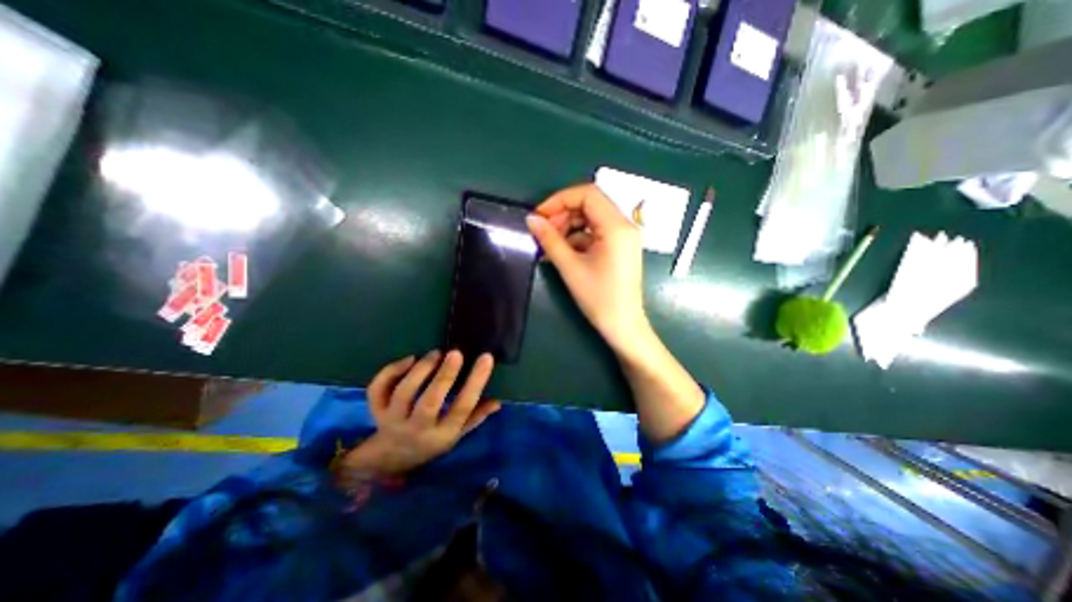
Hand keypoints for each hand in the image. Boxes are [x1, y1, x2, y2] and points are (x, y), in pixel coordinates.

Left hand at [339, 351, 496, 477]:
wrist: (392, 457)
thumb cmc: (432, 441)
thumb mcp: (457, 434)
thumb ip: (476, 417)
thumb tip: (498, 402)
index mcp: (442, 434)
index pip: (462, 408)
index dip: (475, 383)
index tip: (486, 358)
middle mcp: (417, 428)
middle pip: (429, 402)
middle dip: (444, 376)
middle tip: (455, 353)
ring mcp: (393, 419)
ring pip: (404, 393)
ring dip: (420, 370)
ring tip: (436, 353)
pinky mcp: (376, 410)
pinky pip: (378, 389)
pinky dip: (391, 371)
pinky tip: (410, 358)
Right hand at [530, 185, 652, 352]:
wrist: (623, 326)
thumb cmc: (599, 298)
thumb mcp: (570, 267)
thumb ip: (550, 240)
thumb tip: (531, 220)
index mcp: (616, 226)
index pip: (587, 194)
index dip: (559, 200)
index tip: (539, 216)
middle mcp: (624, 225)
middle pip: (590, 204)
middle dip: (563, 214)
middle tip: (544, 232)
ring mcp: (624, 236)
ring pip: (592, 218)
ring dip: (569, 226)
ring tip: (551, 245)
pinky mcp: (620, 247)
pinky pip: (596, 232)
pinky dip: (578, 237)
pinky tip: (563, 252)